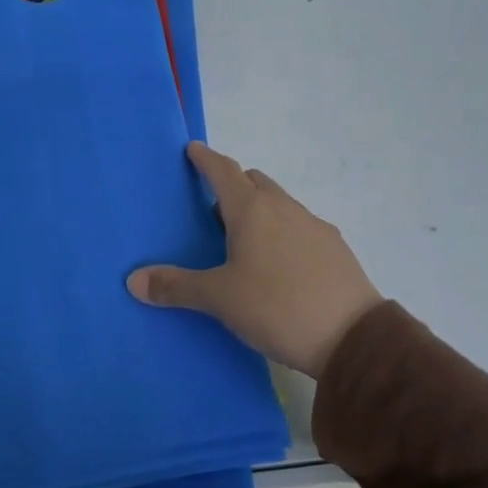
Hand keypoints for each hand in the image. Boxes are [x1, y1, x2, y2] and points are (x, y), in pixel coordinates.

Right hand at [128, 142, 381, 376]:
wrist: (353, 338)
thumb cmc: (276, 307)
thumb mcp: (220, 299)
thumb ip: (176, 286)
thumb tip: (133, 280)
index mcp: (252, 210)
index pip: (223, 171)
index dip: (205, 159)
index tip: (193, 149)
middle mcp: (284, 208)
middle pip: (254, 182)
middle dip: (233, 184)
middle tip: (212, 205)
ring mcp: (314, 226)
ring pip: (279, 203)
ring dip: (259, 208)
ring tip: (243, 238)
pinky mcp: (335, 248)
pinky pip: (299, 225)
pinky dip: (282, 230)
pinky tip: (279, 262)